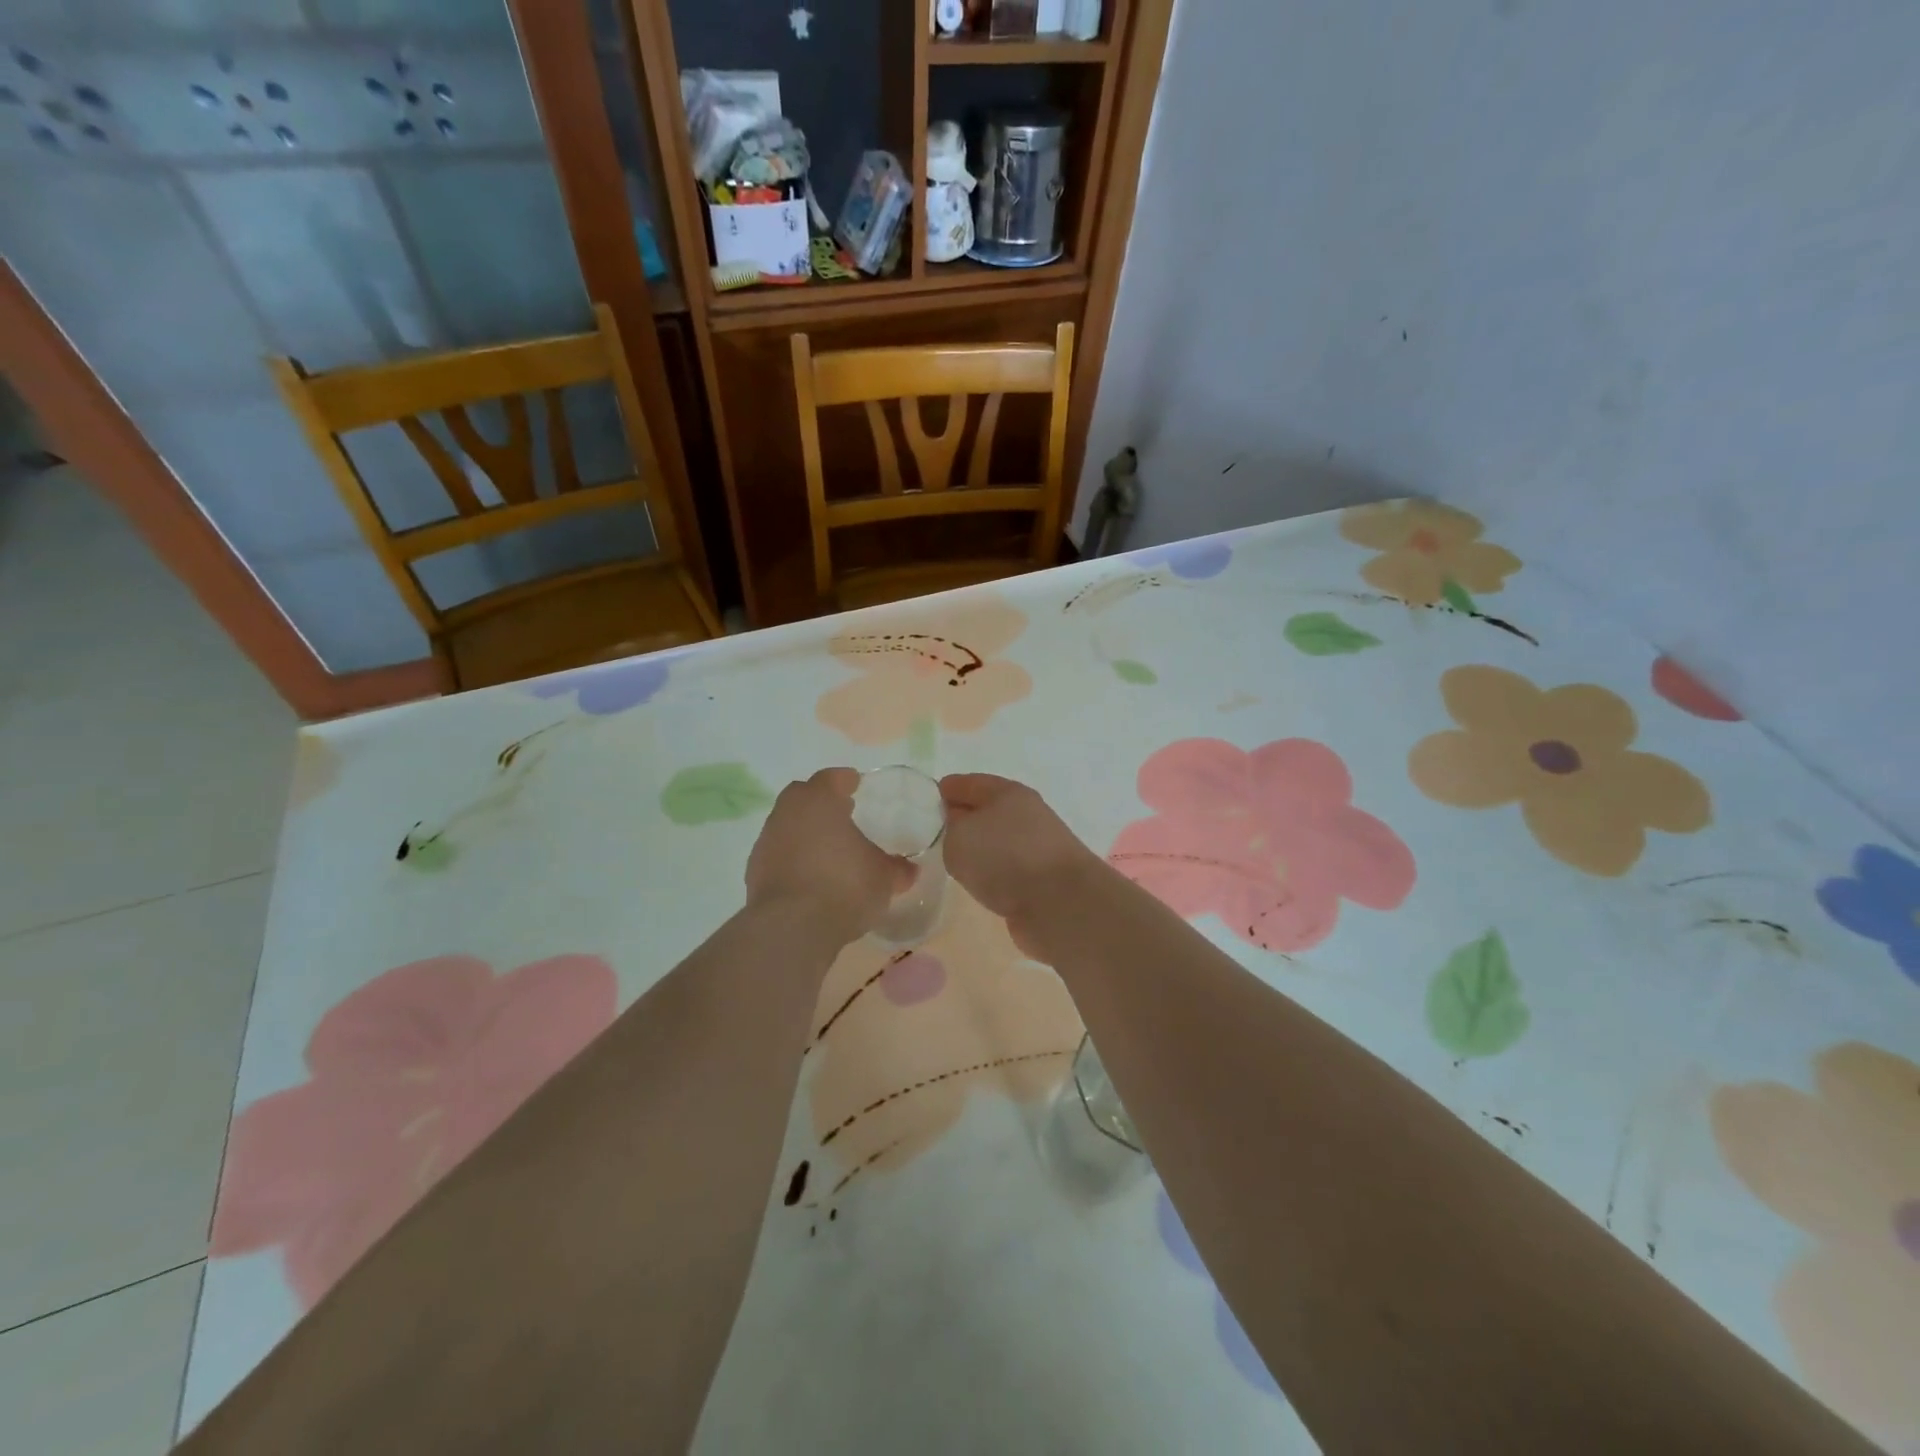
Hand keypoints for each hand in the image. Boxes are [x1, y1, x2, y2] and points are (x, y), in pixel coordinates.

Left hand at [746, 768, 911, 940]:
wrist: (791, 928)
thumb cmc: (844, 886)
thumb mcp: (883, 878)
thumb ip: (896, 869)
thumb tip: (909, 869)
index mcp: (819, 800)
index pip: (831, 778)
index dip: (845, 780)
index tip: (855, 784)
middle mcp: (787, 813)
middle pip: (802, 797)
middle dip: (821, 802)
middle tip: (842, 814)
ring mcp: (766, 842)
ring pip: (787, 826)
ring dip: (805, 833)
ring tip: (828, 851)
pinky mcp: (754, 873)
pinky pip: (779, 855)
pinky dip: (793, 860)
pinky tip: (811, 878)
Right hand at [938, 774, 1103, 952]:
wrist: (1060, 903)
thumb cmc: (1005, 858)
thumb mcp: (959, 837)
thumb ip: (949, 829)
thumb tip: (959, 831)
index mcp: (1007, 792)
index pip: (968, 783)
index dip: (944, 790)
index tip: (923, 801)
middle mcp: (1026, 813)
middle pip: (985, 810)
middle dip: (961, 818)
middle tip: (932, 832)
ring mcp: (1037, 846)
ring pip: (997, 840)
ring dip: (978, 847)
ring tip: (952, 859)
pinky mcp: (1042, 877)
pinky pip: (1007, 867)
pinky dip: (992, 871)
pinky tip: (978, 881)